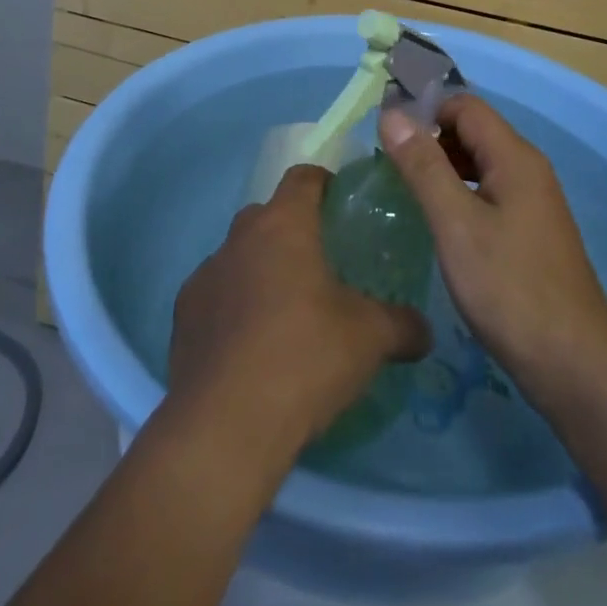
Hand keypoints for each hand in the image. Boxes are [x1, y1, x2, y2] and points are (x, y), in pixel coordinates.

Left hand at [168, 165, 431, 454]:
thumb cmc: (305, 358)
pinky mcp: (182, 318)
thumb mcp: (371, 339)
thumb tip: (425, 331)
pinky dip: (233, 308)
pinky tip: (251, 348)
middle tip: (321, 265)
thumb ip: (403, 324)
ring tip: (286, 312)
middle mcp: (240, 238)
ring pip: (239, 256)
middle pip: (268, 214)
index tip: (342, 204)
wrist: (224, 428)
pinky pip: (215, 296)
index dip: (324, 183)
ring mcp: (205, 276)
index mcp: (284, 224)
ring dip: (260, 270)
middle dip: (292, 230)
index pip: (304, 177)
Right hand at [378, 95, 606, 414]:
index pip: (464, 106)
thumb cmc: (509, 288)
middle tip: (388, 167)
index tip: (387, 136)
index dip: (425, 111)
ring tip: (405, 191)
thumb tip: (392, 114)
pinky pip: (489, 191)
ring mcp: (533, 201)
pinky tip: (439, 222)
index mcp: (514, 156)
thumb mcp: (456, 224)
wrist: (573, 364)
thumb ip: (423, 166)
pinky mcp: (531, 230)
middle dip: (431, 139)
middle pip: (473, 131)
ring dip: (444, 167)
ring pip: (480, 163)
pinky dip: (460, 194)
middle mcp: (528, 168)